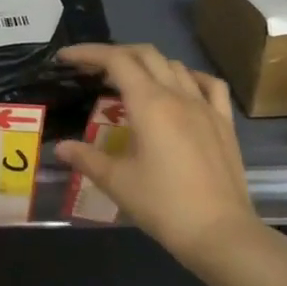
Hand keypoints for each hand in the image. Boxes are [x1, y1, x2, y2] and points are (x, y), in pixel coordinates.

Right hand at [53, 44, 260, 271]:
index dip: (88, 53)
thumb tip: (61, 147)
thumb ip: (87, 159)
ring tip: (128, 81)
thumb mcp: (118, 182)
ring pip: (175, 66)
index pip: (116, 61)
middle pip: (146, 55)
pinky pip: (209, 85)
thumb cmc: (163, 205)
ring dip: (148, 64)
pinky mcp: (224, 123)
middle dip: (116, 54)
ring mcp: (206, 107)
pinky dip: (189, 77)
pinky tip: (180, 88)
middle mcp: (179, 95)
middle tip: (92, 70)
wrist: (220, 232)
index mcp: (150, 104)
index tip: (66, 58)